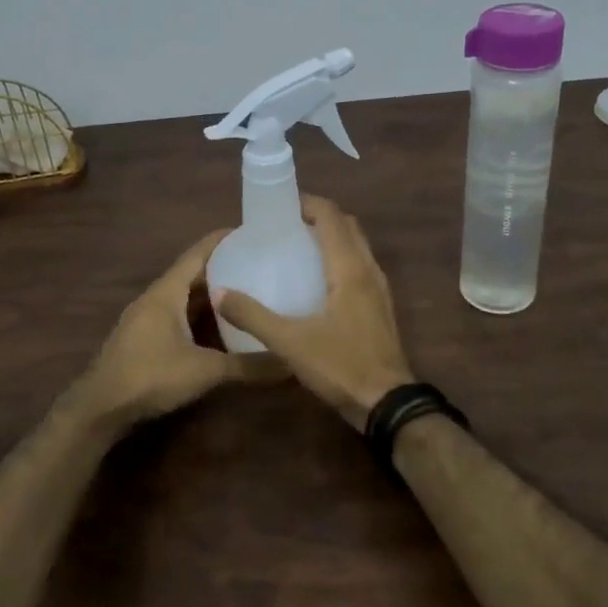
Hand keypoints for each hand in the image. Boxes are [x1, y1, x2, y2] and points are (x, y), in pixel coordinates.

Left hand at [70, 230, 278, 428]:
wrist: (100, 408)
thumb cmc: (150, 376)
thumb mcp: (205, 370)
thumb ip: (248, 366)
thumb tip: (291, 363)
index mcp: (166, 292)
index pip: (198, 253)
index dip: (224, 240)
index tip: (253, 233)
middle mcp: (156, 298)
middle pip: (193, 273)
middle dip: (224, 267)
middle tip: (260, 264)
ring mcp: (147, 318)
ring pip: (185, 296)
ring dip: (212, 292)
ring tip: (247, 290)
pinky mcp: (145, 338)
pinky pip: (178, 315)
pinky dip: (200, 314)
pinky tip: (221, 326)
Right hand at [215, 195, 414, 427]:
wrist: (387, 403)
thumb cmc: (340, 366)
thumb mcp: (290, 342)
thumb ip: (253, 316)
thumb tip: (219, 292)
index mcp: (349, 268)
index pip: (332, 217)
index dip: (308, 203)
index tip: (279, 205)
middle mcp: (368, 270)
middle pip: (347, 226)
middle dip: (319, 216)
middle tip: (286, 224)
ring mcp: (378, 289)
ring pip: (357, 246)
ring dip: (332, 236)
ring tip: (298, 246)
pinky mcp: (379, 307)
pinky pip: (360, 266)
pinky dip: (340, 258)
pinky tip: (316, 280)